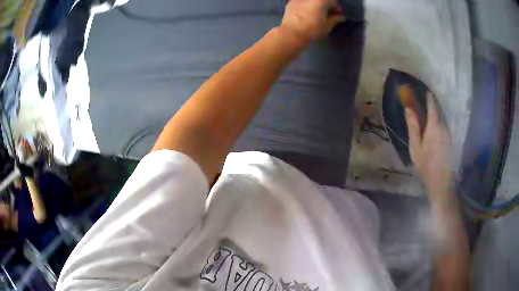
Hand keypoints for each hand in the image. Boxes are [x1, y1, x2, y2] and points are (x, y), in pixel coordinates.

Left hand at [280, 0, 345, 45]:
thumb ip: (335, 19)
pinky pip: (302, 2)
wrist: (292, 34)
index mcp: (320, 0)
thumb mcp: (327, 26)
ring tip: (317, 13)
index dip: (337, 9)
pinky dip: (306, 5)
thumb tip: (341, 17)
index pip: (333, 2)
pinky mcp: (290, 3)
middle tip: (328, 14)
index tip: (339, 15)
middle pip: (321, 0)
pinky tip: (306, 12)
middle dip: (326, 5)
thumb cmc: (312, 30)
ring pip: (311, 1)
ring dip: (316, 5)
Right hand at [405, 92, 452, 197]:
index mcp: (434, 126)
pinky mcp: (451, 139)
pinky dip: (438, 121)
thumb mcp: (415, 148)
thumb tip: (408, 109)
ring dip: (435, 112)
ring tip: (426, 113)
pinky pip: (444, 125)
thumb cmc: (426, 165)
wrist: (441, 183)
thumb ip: (413, 127)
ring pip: (442, 117)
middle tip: (421, 101)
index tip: (421, 89)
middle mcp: (444, 126)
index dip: (427, 95)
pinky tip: (433, 128)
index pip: (432, 104)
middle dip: (430, 103)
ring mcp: (449, 133)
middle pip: (438, 109)